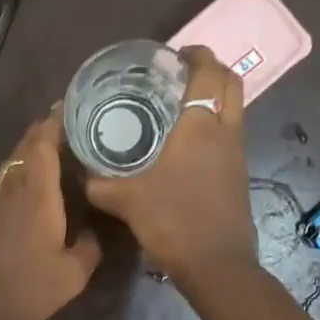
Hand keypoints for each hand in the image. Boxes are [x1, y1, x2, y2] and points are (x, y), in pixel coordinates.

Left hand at [0, 109, 102, 319]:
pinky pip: (10, 181)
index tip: (72, 105)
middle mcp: (14, 191)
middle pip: (26, 148)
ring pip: (15, 164)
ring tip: (57, 146)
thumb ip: (89, 248)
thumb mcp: (72, 275)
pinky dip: (25, 170)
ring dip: (32, 149)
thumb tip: (95, 231)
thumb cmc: (26, 289)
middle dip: (45, 130)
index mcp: (36, 195)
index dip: (55, 121)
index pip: (43, 144)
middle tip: (71, 121)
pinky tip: (38, 183)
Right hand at [86, 46, 257, 283]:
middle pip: (232, 84)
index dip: (197, 55)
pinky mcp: (239, 176)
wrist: (216, 264)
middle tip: (181, 74)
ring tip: (180, 106)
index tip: (176, 54)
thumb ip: (99, 184)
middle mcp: (225, 133)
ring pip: (234, 110)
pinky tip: (186, 145)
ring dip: (214, 99)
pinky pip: (230, 136)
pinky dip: (214, 126)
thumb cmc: (172, 221)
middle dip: (212, 70)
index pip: (209, 73)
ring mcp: (237, 155)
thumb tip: (81, 174)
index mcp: (200, 127)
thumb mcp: (125, 200)